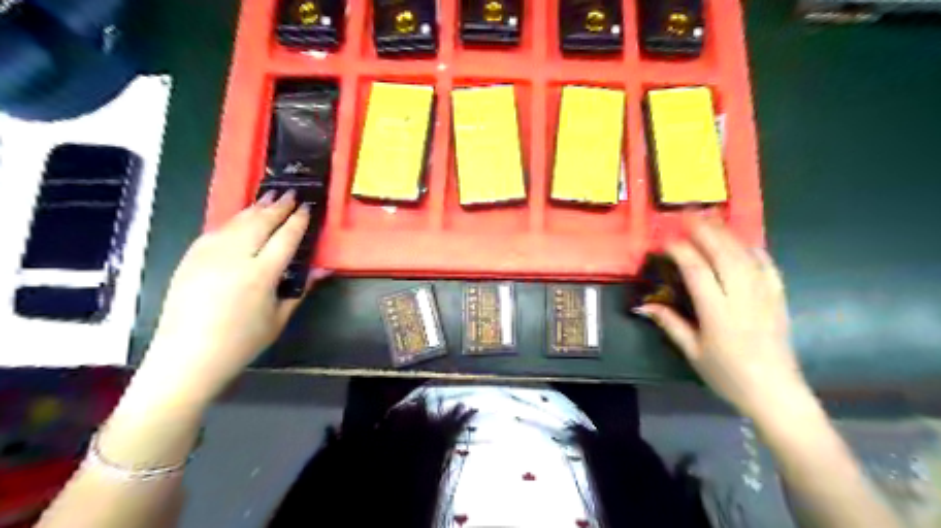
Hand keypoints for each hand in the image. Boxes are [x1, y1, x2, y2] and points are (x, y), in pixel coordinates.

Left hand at [133, 191, 322, 406]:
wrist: (186, 357)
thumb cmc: (241, 343)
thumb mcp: (279, 319)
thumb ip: (300, 289)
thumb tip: (322, 270)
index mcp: (260, 275)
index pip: (285, 238)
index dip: (298, 221)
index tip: (307, 208)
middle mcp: (234, 258)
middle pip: (260, 223)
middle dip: (278, 206)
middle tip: (291, 193)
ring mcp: (208, 255)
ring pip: (236, 222)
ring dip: (255, 208)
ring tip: (269, 198)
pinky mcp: (190, 258)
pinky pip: (216, 232)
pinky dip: (233, 221)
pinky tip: (240, 219)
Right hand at [641, 221, 809, 417]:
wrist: (775, 392)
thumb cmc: (728, 375)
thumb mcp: (693, 353)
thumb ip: (670, 324)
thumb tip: (644, 305)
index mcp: (718, 313)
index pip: (697, 271)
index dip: (680, 252)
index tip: (665, 241)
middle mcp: (742, 298)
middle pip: (723, 255)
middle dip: (704, 231)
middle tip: (688, 214)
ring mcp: (764, 296)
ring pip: (745, 256)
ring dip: (727, 233)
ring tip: (711, 217)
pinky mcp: (778, 298)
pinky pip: (768, 267)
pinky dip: (754, 250)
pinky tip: (744, 241)